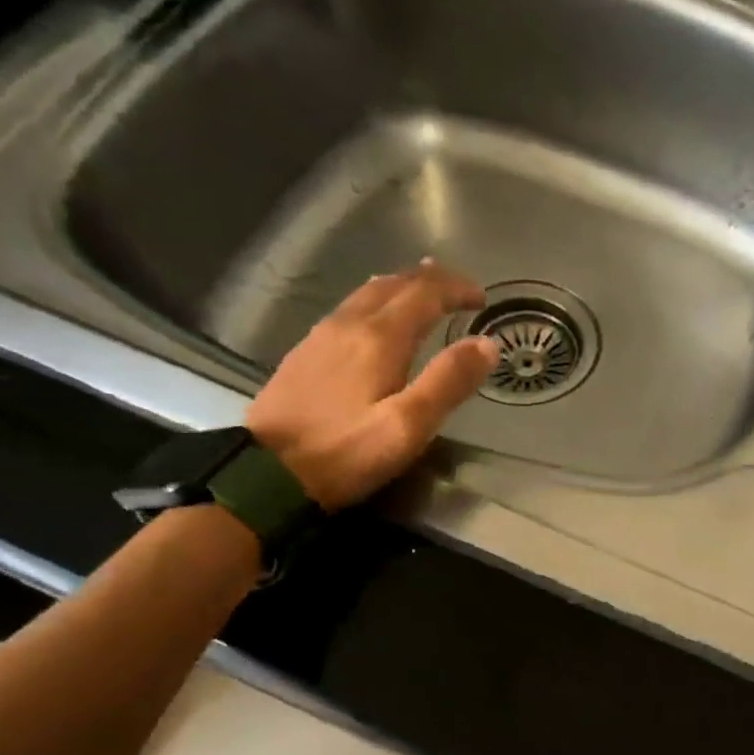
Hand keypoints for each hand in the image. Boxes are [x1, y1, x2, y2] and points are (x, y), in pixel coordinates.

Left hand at [246, 260, 497, 509]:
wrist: (266, 473)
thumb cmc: (345, 452)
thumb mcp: (408, 426)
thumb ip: (448, 382)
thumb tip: (487, 344)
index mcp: (379, 338)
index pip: (425, 293)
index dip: (456, 289)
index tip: (482, 299)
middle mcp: (349, 325)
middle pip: (394, 284)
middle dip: (430, 281)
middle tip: (458, 289)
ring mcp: (321, 337)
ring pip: (367, 293)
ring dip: (401, 287)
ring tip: (422, 291)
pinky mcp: (304, 354)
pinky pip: (348, 310)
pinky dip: (375, 302)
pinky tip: (375, 319)